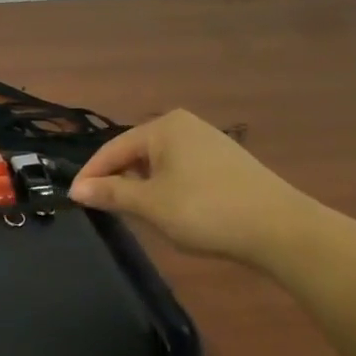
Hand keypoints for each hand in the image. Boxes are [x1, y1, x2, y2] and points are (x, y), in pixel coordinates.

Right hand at [68, 111, 316, 265]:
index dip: (91, 176)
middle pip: (135, 153)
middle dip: (117, 180)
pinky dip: (166, 188)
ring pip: (158, 164)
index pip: (112, 149)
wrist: (281, 230)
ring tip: (133, 214)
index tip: (74, 201)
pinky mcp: (226, 163)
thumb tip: (77, 190)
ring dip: (141, 187)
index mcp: (163, 127)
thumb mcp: (150, 204)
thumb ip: (110, 194)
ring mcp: (208, 143)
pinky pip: (181, 171)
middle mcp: (185, 126)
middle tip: (103, 209)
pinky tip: (170, 211)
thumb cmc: (205, 210)